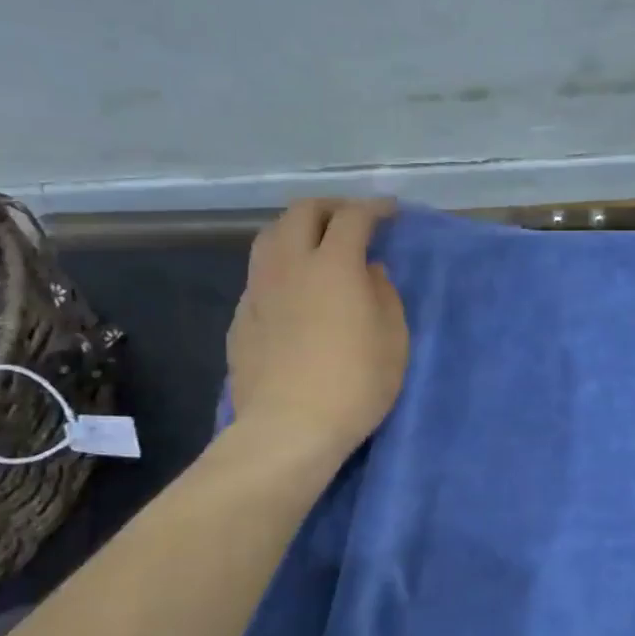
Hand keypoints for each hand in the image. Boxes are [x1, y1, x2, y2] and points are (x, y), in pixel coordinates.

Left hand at [227, 199, 408, 464]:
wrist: (288, 428)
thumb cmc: (354, 384)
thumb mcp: (393, 339)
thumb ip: (384, 294)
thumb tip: (369, 271)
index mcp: (333, 264)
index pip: (353, 218)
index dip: (373, 208)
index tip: (389, 211)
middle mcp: (289, 265)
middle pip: (302, 212)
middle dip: (330, 207)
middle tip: (350, 219)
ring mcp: (258, 290)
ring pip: (270, 237)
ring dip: (296, 229)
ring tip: (314, 244)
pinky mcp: (241, 318)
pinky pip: (259, 275)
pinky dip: (280, 267)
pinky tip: (291, 290)